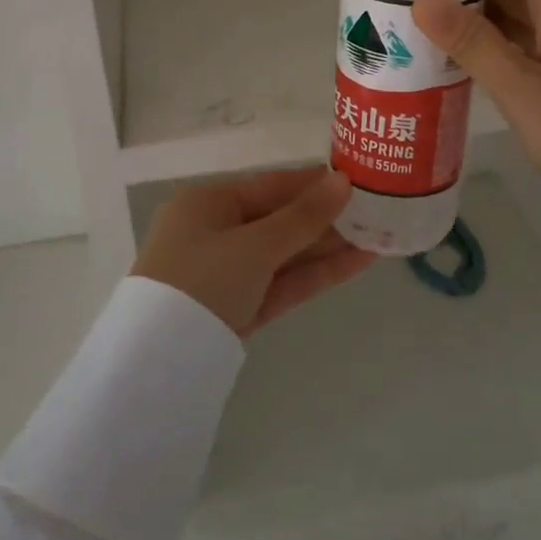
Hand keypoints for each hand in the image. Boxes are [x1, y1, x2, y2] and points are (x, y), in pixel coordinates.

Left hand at [132, 168, 376, 336]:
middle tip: (379, 210)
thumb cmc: (202, 279)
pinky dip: (317, 273)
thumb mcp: (255, 244)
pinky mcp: (241, 306)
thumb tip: (343, 182)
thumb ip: (303, 216)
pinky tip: (359, 262)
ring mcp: (229, 272)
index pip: (271, 185)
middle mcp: (216, 231)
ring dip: (330, 246)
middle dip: (328, 217)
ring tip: (381, 234)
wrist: (159, 360)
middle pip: (281, 218)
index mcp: (208, 202)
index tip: (358, 179)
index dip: (315, 182)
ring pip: (286, 252)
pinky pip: (283, 281)